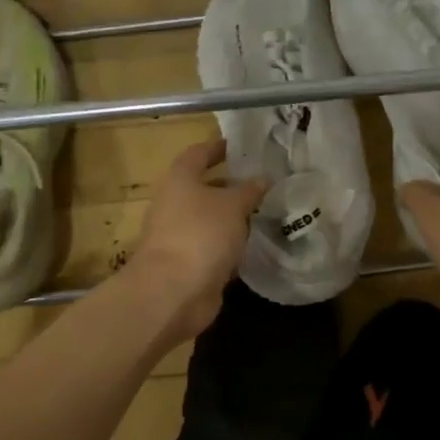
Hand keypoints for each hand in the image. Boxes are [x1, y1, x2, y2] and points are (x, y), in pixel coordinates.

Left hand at [121, 137, 267, 342]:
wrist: (173, 291)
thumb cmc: (201, 235)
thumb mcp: (232, 206)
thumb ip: (249, 191)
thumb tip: (263, 179)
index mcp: (180, 180)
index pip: (198, 154)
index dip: (217, 148)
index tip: (240, 148)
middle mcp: (175, 205)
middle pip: (204, 189)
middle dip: (231, 187)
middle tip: (263, 185)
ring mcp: (179, 236)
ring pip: (210, 220)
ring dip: (232, 218)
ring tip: (265, 214)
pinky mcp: (187, 264)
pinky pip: (212, 247)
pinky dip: (229, 245)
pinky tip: (253, 246)